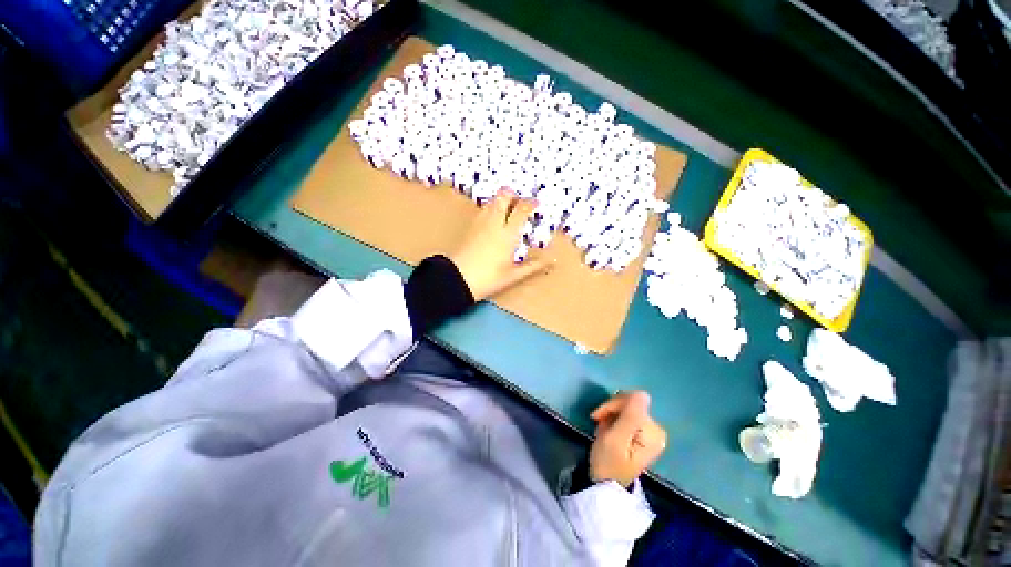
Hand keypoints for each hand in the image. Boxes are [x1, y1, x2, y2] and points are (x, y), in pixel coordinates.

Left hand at [449, 188, 553, 300]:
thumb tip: (552, 262)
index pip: (521, 209)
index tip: (536, 204)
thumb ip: (533, 266)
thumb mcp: (513, 275)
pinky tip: (493, 221)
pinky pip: (483, 209)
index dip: (530, 203)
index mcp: (507, 234)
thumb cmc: (488, 279)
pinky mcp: (470, 226)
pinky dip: (491, 208)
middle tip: (520, 204)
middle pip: (504, 195)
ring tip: (508, 212)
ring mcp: (480, 222)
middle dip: (514, 195)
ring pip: (492, 200)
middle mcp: (494, 223)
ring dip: (501, 200)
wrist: (457, 279)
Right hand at [589, 391, 666, 487]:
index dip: (613, 405)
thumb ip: (631, 415)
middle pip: (630, 403)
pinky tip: (606, 429)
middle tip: (597, 420)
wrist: (604, 485)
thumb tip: (643, 393)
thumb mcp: (616, 437)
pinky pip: (625, 415)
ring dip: (610, 414)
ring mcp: (649, 432)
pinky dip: (613, 419)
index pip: (632, 400)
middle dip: (611, 409)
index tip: (598, 416)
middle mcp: (655, 429)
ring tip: (601, 428)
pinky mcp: (641, 434)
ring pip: (626, 407)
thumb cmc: (608, 462)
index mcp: (653, 431)